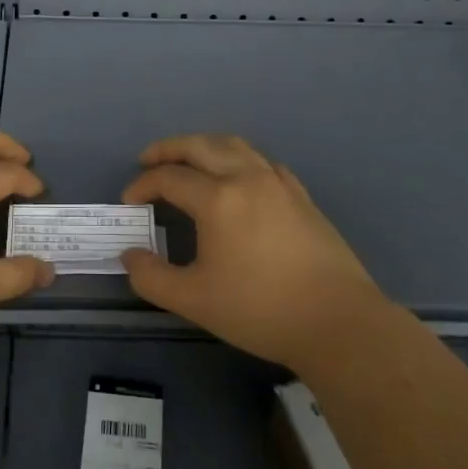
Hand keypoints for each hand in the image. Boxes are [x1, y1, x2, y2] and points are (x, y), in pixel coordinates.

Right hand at [119, 134, 386, 368]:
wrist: (338, 322)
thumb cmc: (260, 310)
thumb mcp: (195, 300)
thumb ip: (152, 277)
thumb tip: (130, 256)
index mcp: (218, 199)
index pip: (169, 178)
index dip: (143, 185)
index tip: (129, 202)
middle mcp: (246, 178)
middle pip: (200, 145)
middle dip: (168, 149)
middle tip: (148, 160)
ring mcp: (278, 184)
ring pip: (235, 145)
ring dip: (204, 145)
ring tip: (188, 160)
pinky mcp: (301, 196)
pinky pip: (262, 161)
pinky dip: (239, 158)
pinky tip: (238, 176)